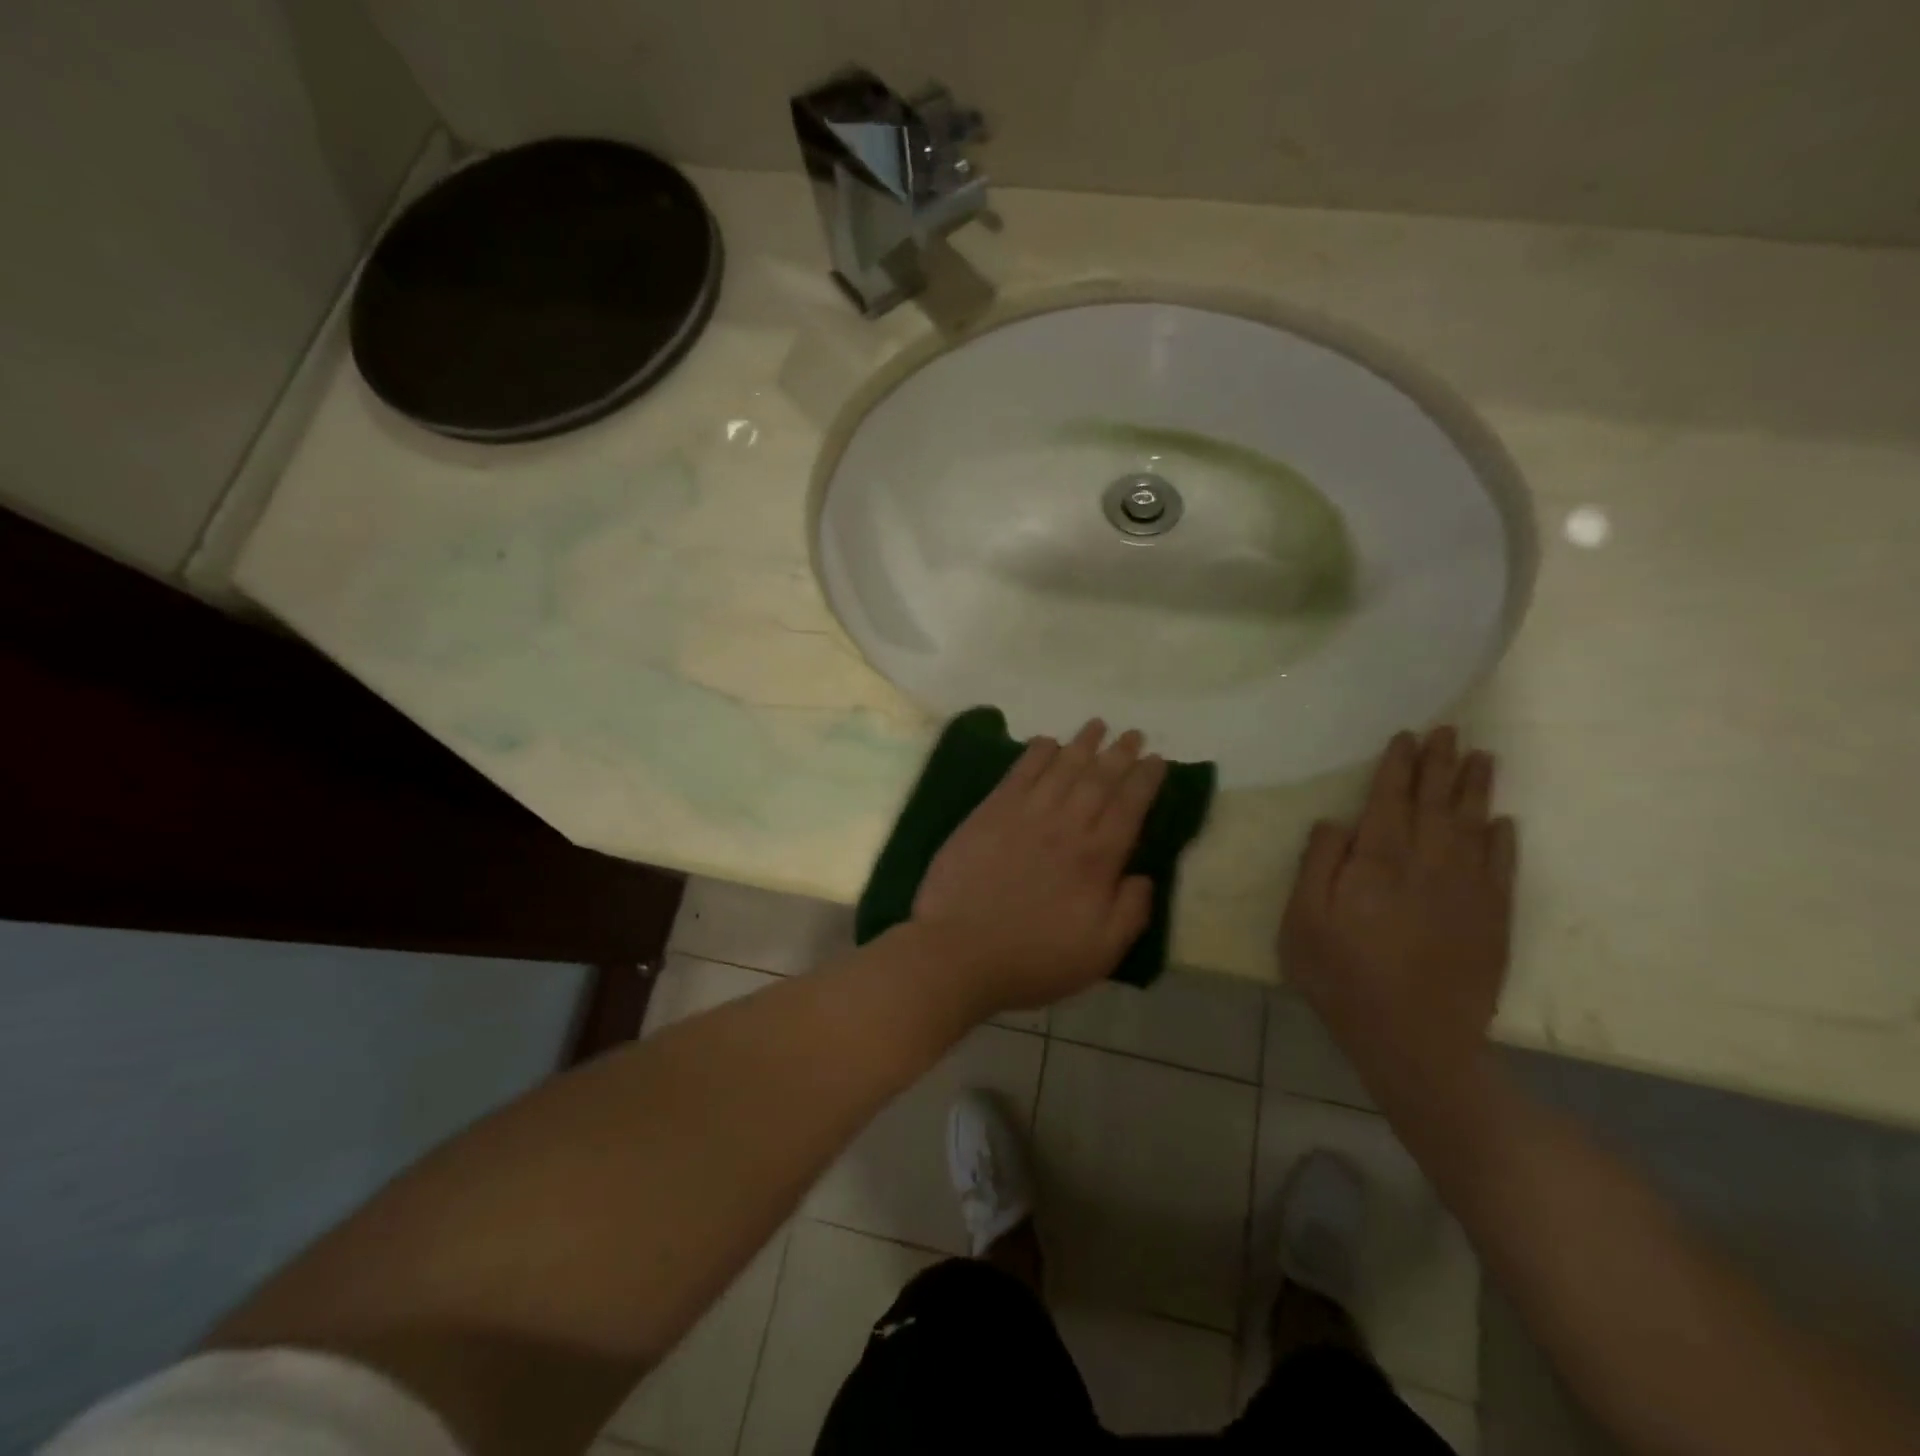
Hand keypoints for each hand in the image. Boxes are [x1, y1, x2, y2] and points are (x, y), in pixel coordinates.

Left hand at [911, 719, 1166, 1016]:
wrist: (958, 952)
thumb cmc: (1032, 959)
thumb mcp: (1099, 954)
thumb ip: (1130, 912)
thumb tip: (1144, 876)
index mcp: (1095, 859)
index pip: (1129, 807)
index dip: (1145, 780)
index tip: (1157, 760)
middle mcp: (1065, 826)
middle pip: (1098, 779)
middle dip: (1120, 753)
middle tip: (1134, 734)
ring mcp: (1024, 815)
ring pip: (1061, 768)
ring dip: (1082, 744)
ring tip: (1097, 725)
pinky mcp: (989, 813)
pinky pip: (1018, 773)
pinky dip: (1036, 753)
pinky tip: (1047, 742)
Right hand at [1279, 727, 1516, 1093]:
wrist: (1416, 1040)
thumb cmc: (1343, 977)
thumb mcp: (1302, 921)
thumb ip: (1316, 864)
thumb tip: (1336, 822)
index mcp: (1378, 861)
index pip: (1390, 799)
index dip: (1398, 766)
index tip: (1407, 737)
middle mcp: (1427, 863)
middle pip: (1435, 802)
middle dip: (1440, 764)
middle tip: (1449, 731)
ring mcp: (1467, 890)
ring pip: (1473, 825)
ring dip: (1476, 789)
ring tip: (1482, 757)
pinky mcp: (1492, 918)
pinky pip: (1502, 867)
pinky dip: (1502, 840)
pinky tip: (1503, 822)